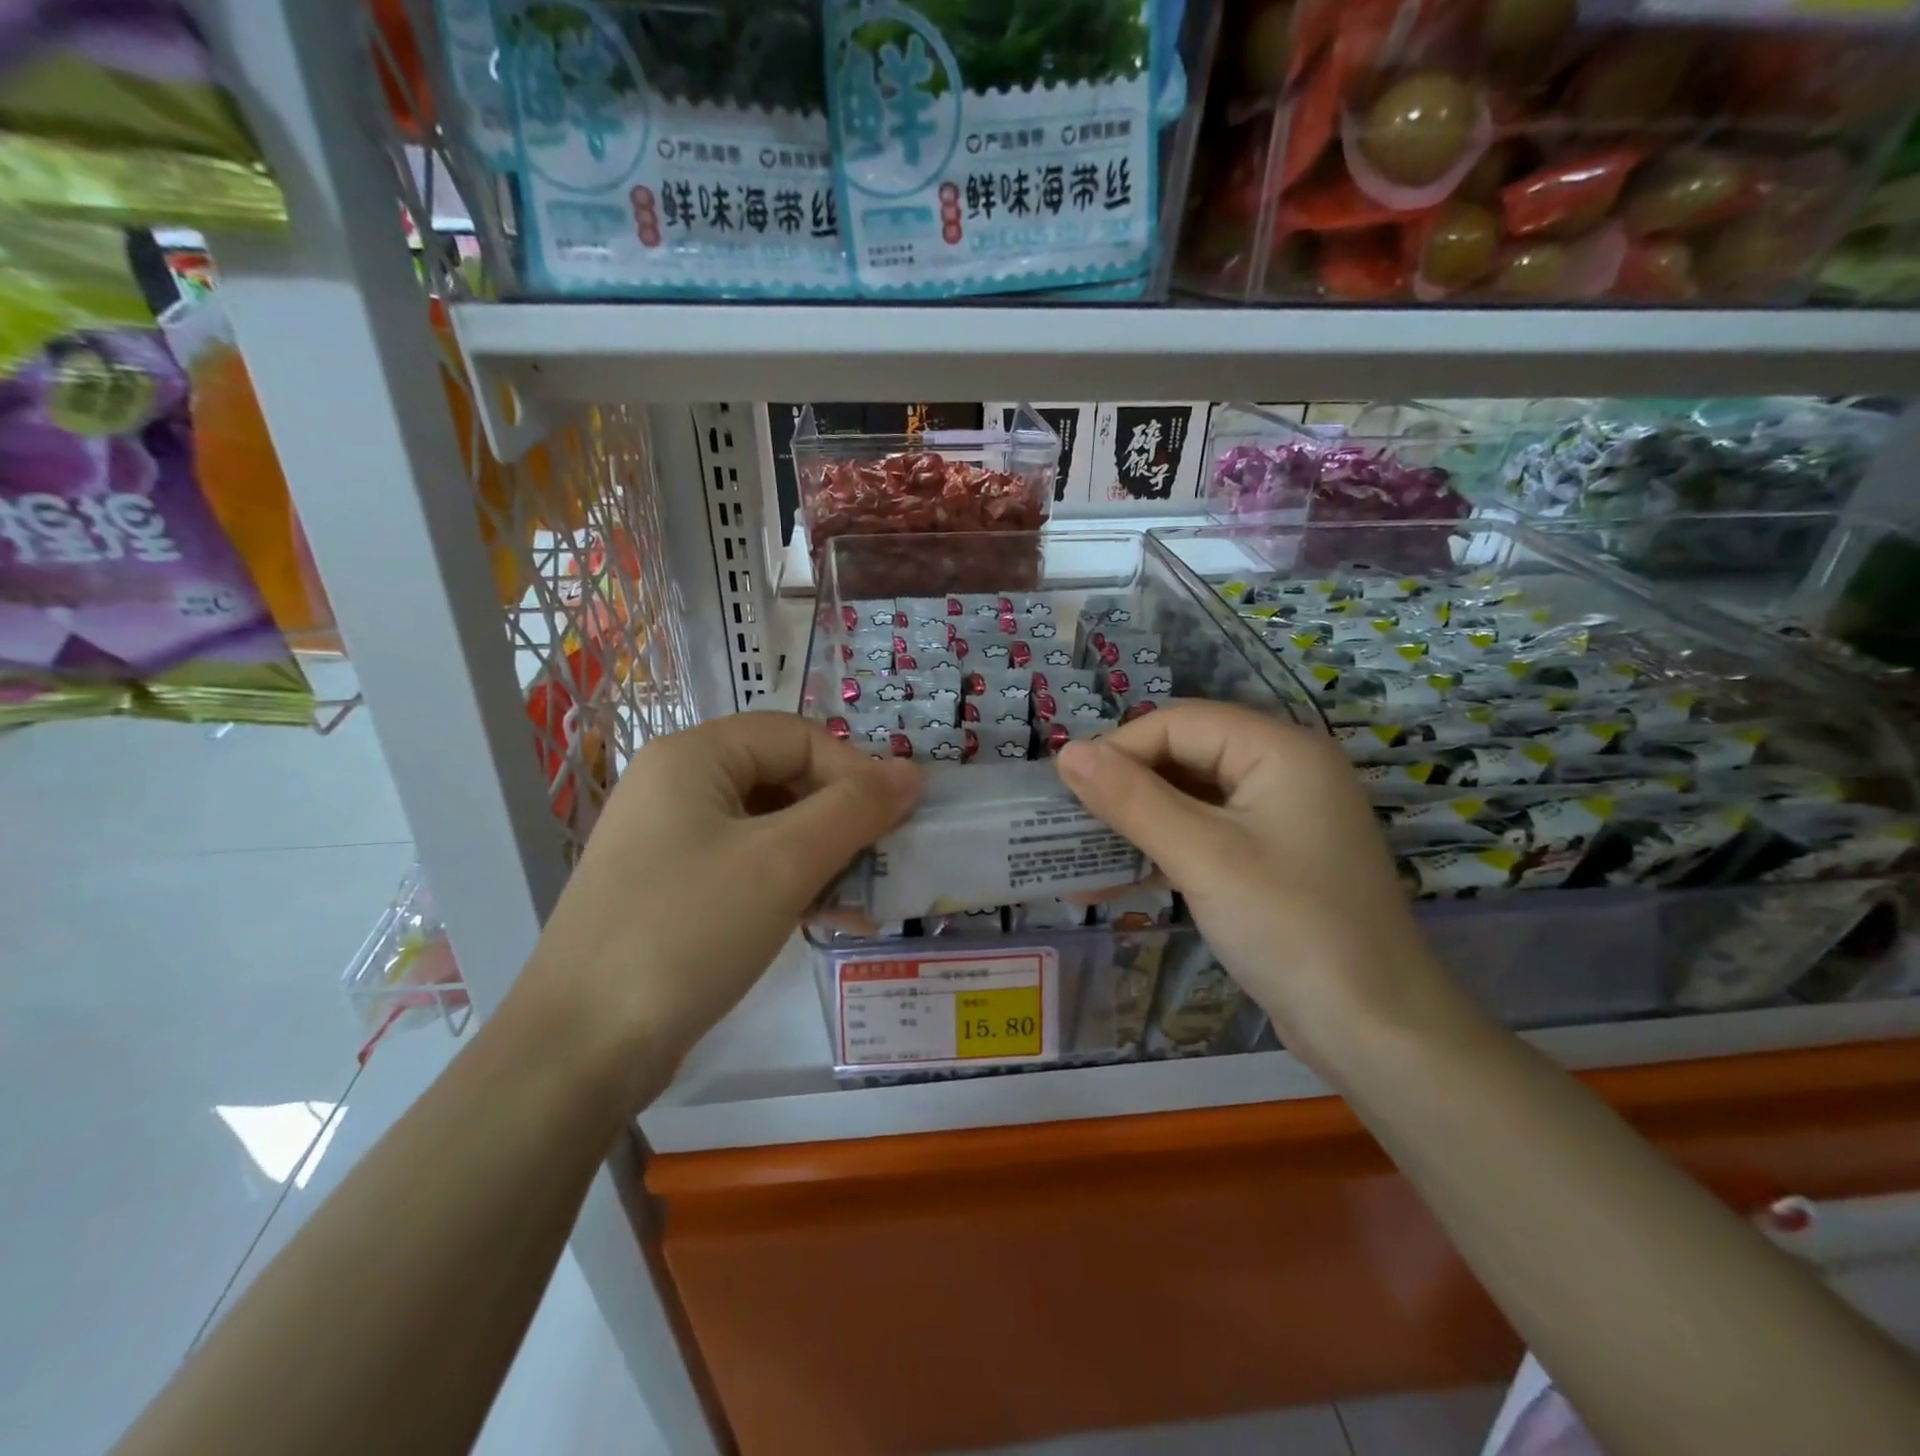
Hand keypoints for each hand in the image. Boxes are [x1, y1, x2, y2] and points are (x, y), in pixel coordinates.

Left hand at [521, 714, 920, 1106]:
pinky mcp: (673, 889)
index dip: (853, 770)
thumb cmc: (686, 933)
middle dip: (841, 819)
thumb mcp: (782, 863)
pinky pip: (749, 866)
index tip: (895, 822)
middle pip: (784, 777)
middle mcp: (678, 786)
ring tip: (865, 900)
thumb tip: (912, 773)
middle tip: (884, 862)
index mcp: (693, 757)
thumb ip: (854, 810)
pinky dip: (792, 884)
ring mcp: (672, 840)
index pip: (797, 736)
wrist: (579, 1050)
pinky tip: (829, 919)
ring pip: (771, 827)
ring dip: (824, 857)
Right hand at [1055, 702, 1451, 1065]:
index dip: (1119, 749)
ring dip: (1135, 825)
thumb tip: (1067, 752)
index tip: (1066, 790)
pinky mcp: (1270, 859)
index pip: (1179, 723)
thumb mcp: (1202, 857)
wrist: (1376, 1031)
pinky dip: (1161, 854)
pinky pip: (1203, 837)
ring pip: (1188, 799)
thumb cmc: (1290, 927)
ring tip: (1077, 854)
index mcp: (1279, 750)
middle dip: (1123, 788)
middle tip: (1067, 822)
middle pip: (1184, 756)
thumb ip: (1131, 799)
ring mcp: (1278, 817)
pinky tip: (1111, 883)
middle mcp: (1282, 770)